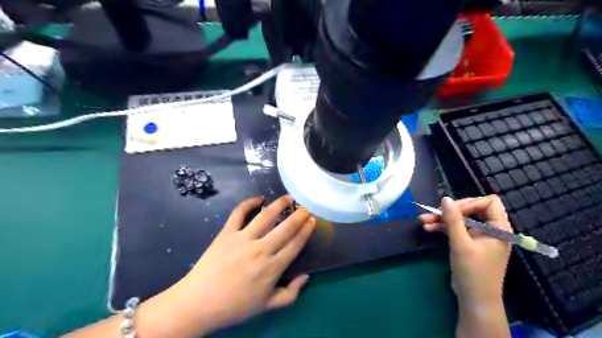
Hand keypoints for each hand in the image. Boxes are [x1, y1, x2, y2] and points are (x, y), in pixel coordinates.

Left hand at [136, 195, 315, 337]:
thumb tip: (305, 276)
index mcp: (272, 268)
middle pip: (285, 228)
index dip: (306, 231)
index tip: (312, 220)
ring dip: (279, 205)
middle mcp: (261, 249)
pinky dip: (248, 203)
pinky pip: (239, 213)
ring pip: (265, 216)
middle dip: (299, 215)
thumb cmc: (235, 306)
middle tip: (306, 206)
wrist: (199, 303)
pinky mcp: (226, 233)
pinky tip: (258, 198)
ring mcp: (243, 239)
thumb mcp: (267, 306)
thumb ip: (290, 293)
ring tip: (288, 197)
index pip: (295, 244)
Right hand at [420, 195, 511, 308]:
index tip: (452, 211)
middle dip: (451, 210)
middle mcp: (490, 229)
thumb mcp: (461, 244)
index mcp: (498, 228)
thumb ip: (453, 220)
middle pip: (472, 208)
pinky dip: (443, 227)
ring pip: (460, 219)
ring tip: (423, 220)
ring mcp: (479, 236)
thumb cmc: (473, 272)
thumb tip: (445, 199)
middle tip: (434, 213)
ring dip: (442, 219)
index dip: (469, 203)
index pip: (489, 203)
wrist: (474, 299)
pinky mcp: (469, 243)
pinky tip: (428, 228)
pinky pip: (456, 229)